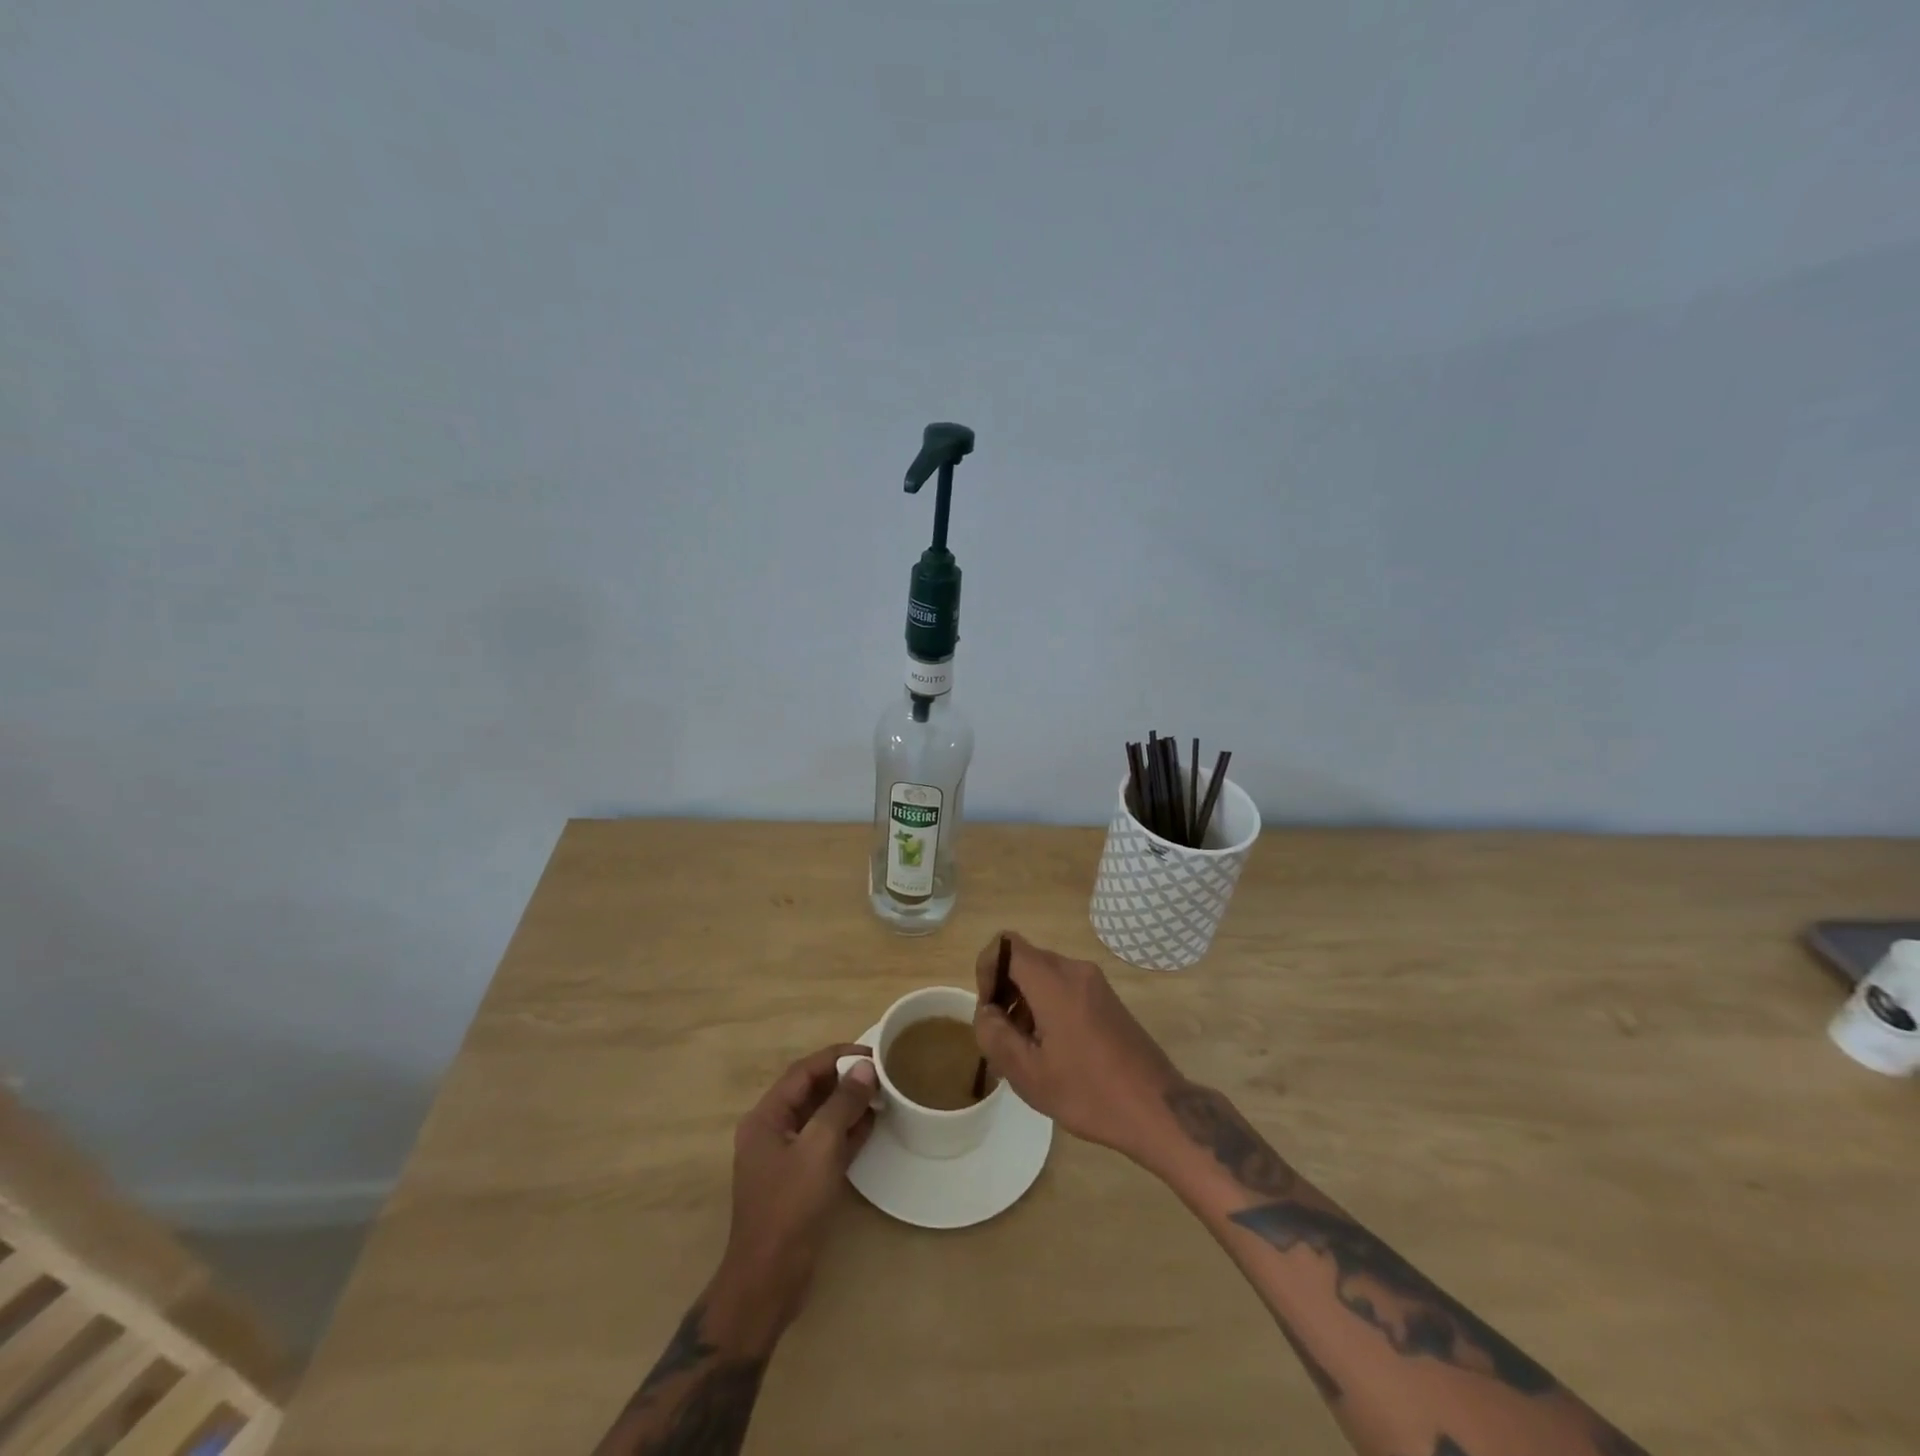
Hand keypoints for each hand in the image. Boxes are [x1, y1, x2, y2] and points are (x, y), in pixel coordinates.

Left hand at [714, 1044, 876, 1345]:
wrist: (770, 1280)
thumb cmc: (790, 1206)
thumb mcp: (819, 1148)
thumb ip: (841, 1104)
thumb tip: (865, 1068)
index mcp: (766, 1117)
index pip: (803, 1072)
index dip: (836, 1057)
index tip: (870, 1053)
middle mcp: (772, 1131)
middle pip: (811, 1092)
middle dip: (844, 1079)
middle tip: (880, 1073)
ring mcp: (786, 1158)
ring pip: (820, 1118)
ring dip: (848, 1104)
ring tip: (882, 1093)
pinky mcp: (800, 1180)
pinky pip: (825, 1143)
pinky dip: (847, 1131)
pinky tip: (873, 1123)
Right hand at [971, 932, 1182, 1165]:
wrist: (1158, 1109)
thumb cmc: (1089, 1093)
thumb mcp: (1028, 1074)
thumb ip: (995, 1036)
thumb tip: (987, 1012)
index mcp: (1054, 982)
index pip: (1006, 945)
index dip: (986, 969)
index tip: (989, 1010)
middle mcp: (1075, 971)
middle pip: (1025, 960)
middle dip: (1005, 992)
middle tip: (1002, 1038)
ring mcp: (1095, 983)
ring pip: (1044, 976)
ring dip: (1025, 1003)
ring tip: (1026, 1052)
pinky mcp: (1107, 999)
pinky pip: (1065, 988)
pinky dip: (1047, 1008)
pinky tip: (1052, 1052)